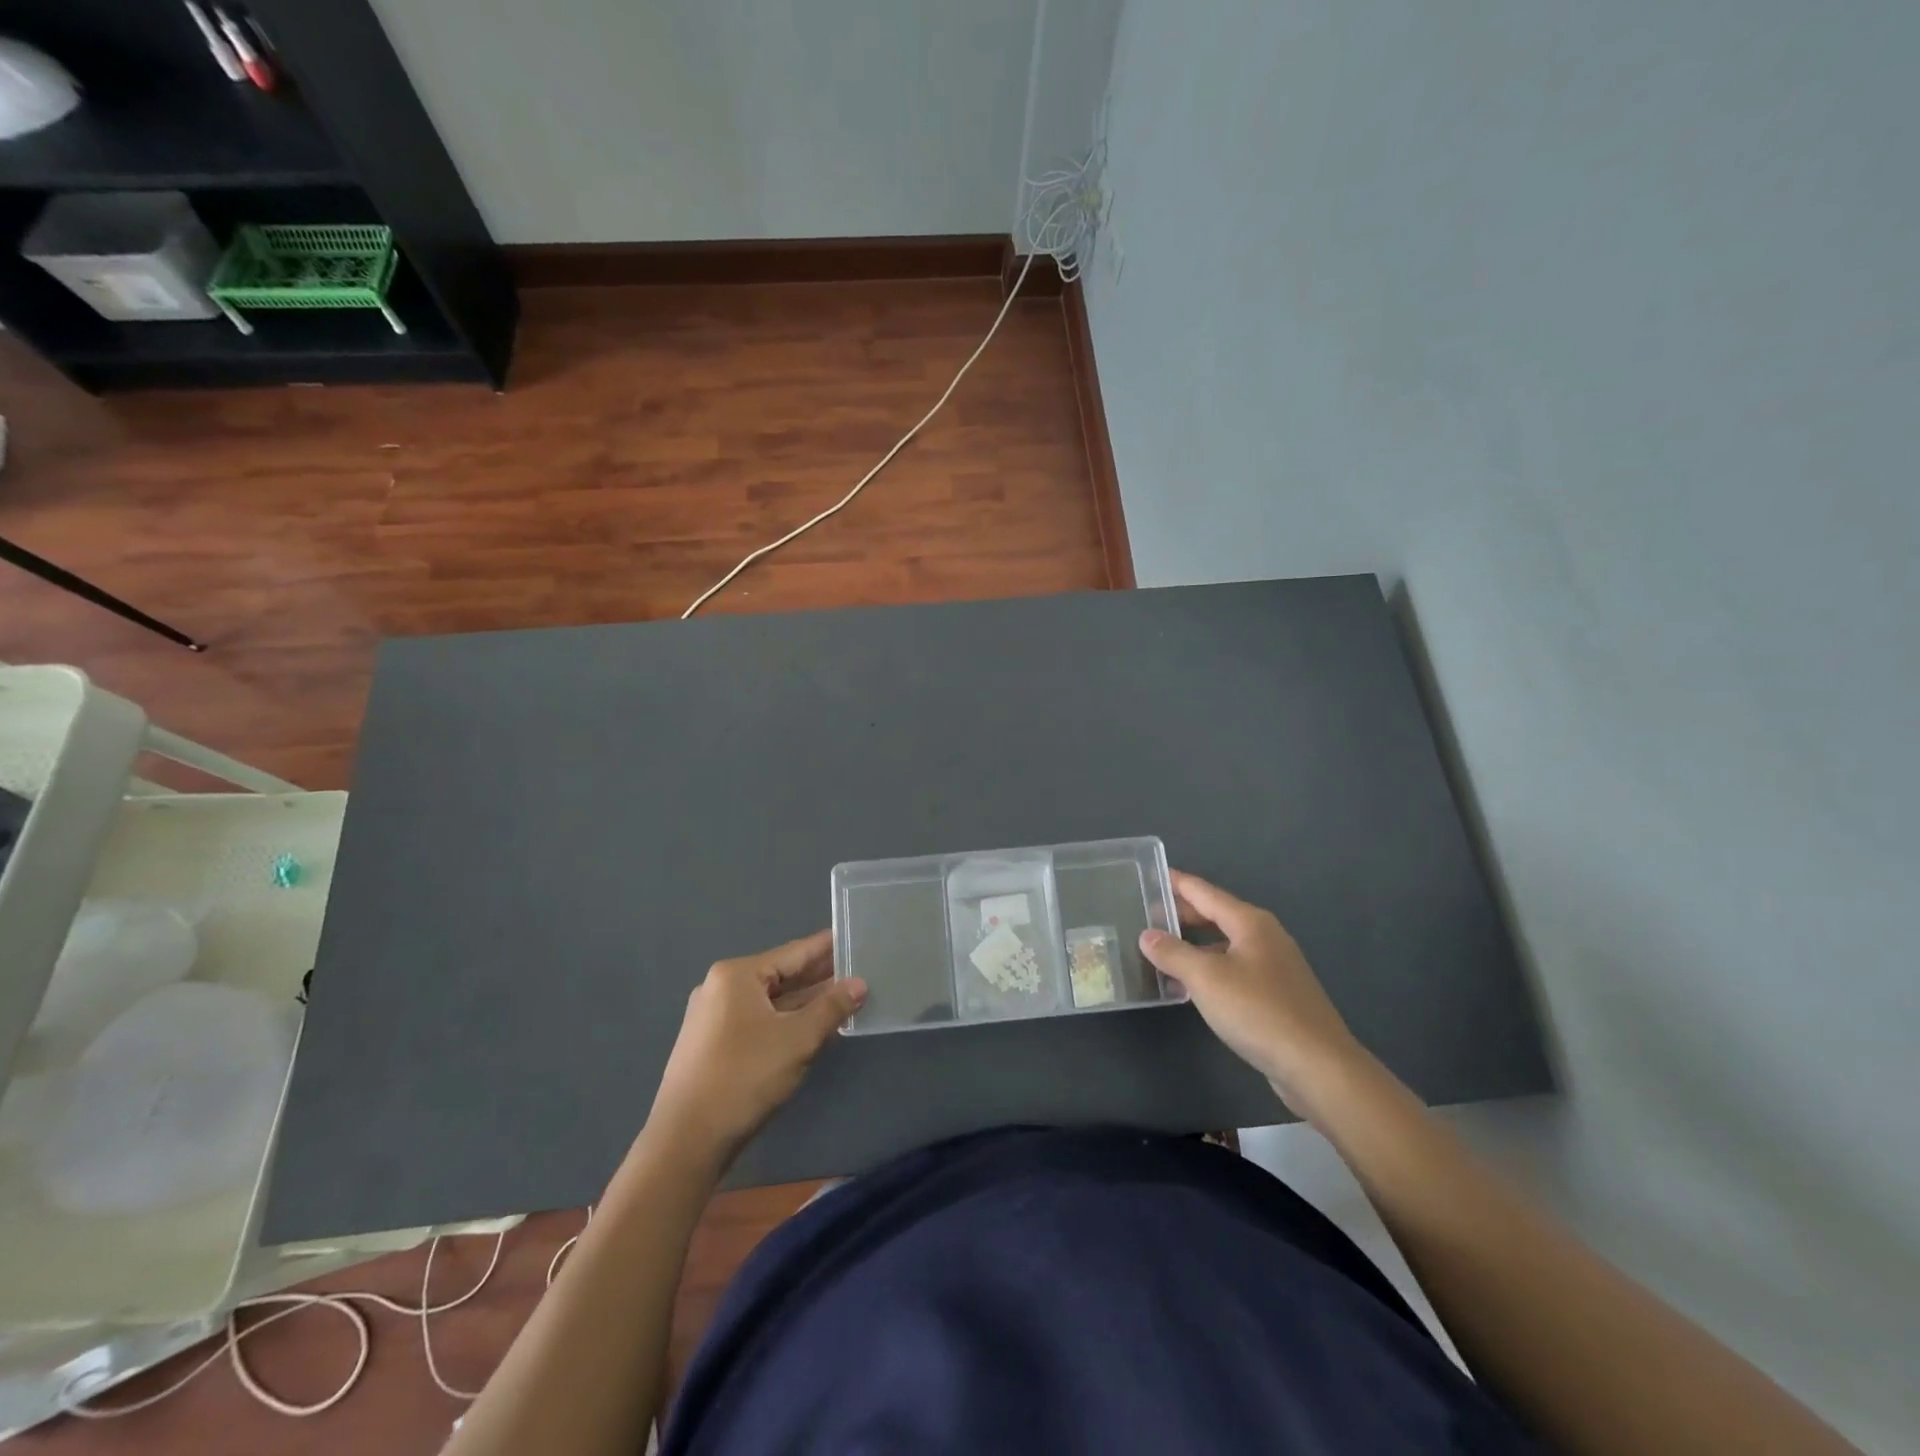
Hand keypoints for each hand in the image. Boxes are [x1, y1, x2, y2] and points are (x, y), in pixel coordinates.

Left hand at [650, 930, 866, 1160]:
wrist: (686, 1141)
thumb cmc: (745, 1076)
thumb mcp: (798, 1039)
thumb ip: (831, 1008)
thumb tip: (859, 983)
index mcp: (737, 976)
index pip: (792, 953)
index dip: (826, 948)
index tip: (852, 936)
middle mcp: (721, 989)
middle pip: (780, 976)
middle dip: (818, 978)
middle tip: (856, 970)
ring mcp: (713, 1019)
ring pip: (769, 1002)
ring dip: (804, 1003)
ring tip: (842, 998)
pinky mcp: (712, 1046)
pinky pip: (757, 1022)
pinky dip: (785, 1022)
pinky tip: (810, 1028)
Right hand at [1139, 871, 1367, 1116]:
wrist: (1318, 1066)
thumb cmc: (1259, 1012)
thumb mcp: (1206, 979)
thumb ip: (1173, 953)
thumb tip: (1147, 935)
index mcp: (1250, 923)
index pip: (1204, 892)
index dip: (1176, 883)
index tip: (1148, 875)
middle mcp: (1264, 937)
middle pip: (1215, 916)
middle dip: (1181, 915)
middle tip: (1145, 917)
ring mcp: (1274, 967)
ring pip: (1224, 945)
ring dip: (1193, 946)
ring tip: (1160, 952)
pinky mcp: (1277, 996)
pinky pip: (1233, 970)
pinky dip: (1209, 970)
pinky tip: (1191, 987)